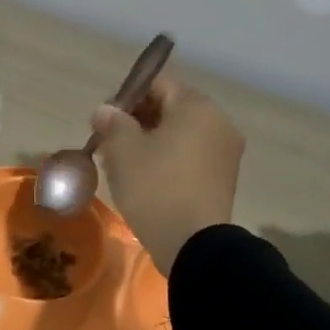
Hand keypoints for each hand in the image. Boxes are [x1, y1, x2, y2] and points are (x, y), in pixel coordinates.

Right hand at [92, 75, 243, 275]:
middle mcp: (218, 122)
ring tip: (123, 164)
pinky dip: (168, 159)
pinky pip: (190, 155)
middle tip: (110, 143)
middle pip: (170, 108)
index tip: (105, 120)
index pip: (157, 84)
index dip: (127, 97)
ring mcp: (225, 151)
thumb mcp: (122, 150)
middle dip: (138, 120)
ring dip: (151, 141)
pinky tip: (146, 179)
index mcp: (196, 106)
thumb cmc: (155, 187)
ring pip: (180, 134)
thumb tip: (105, 110)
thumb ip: (112, 121)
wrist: (193, 245)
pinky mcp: (223, 178)